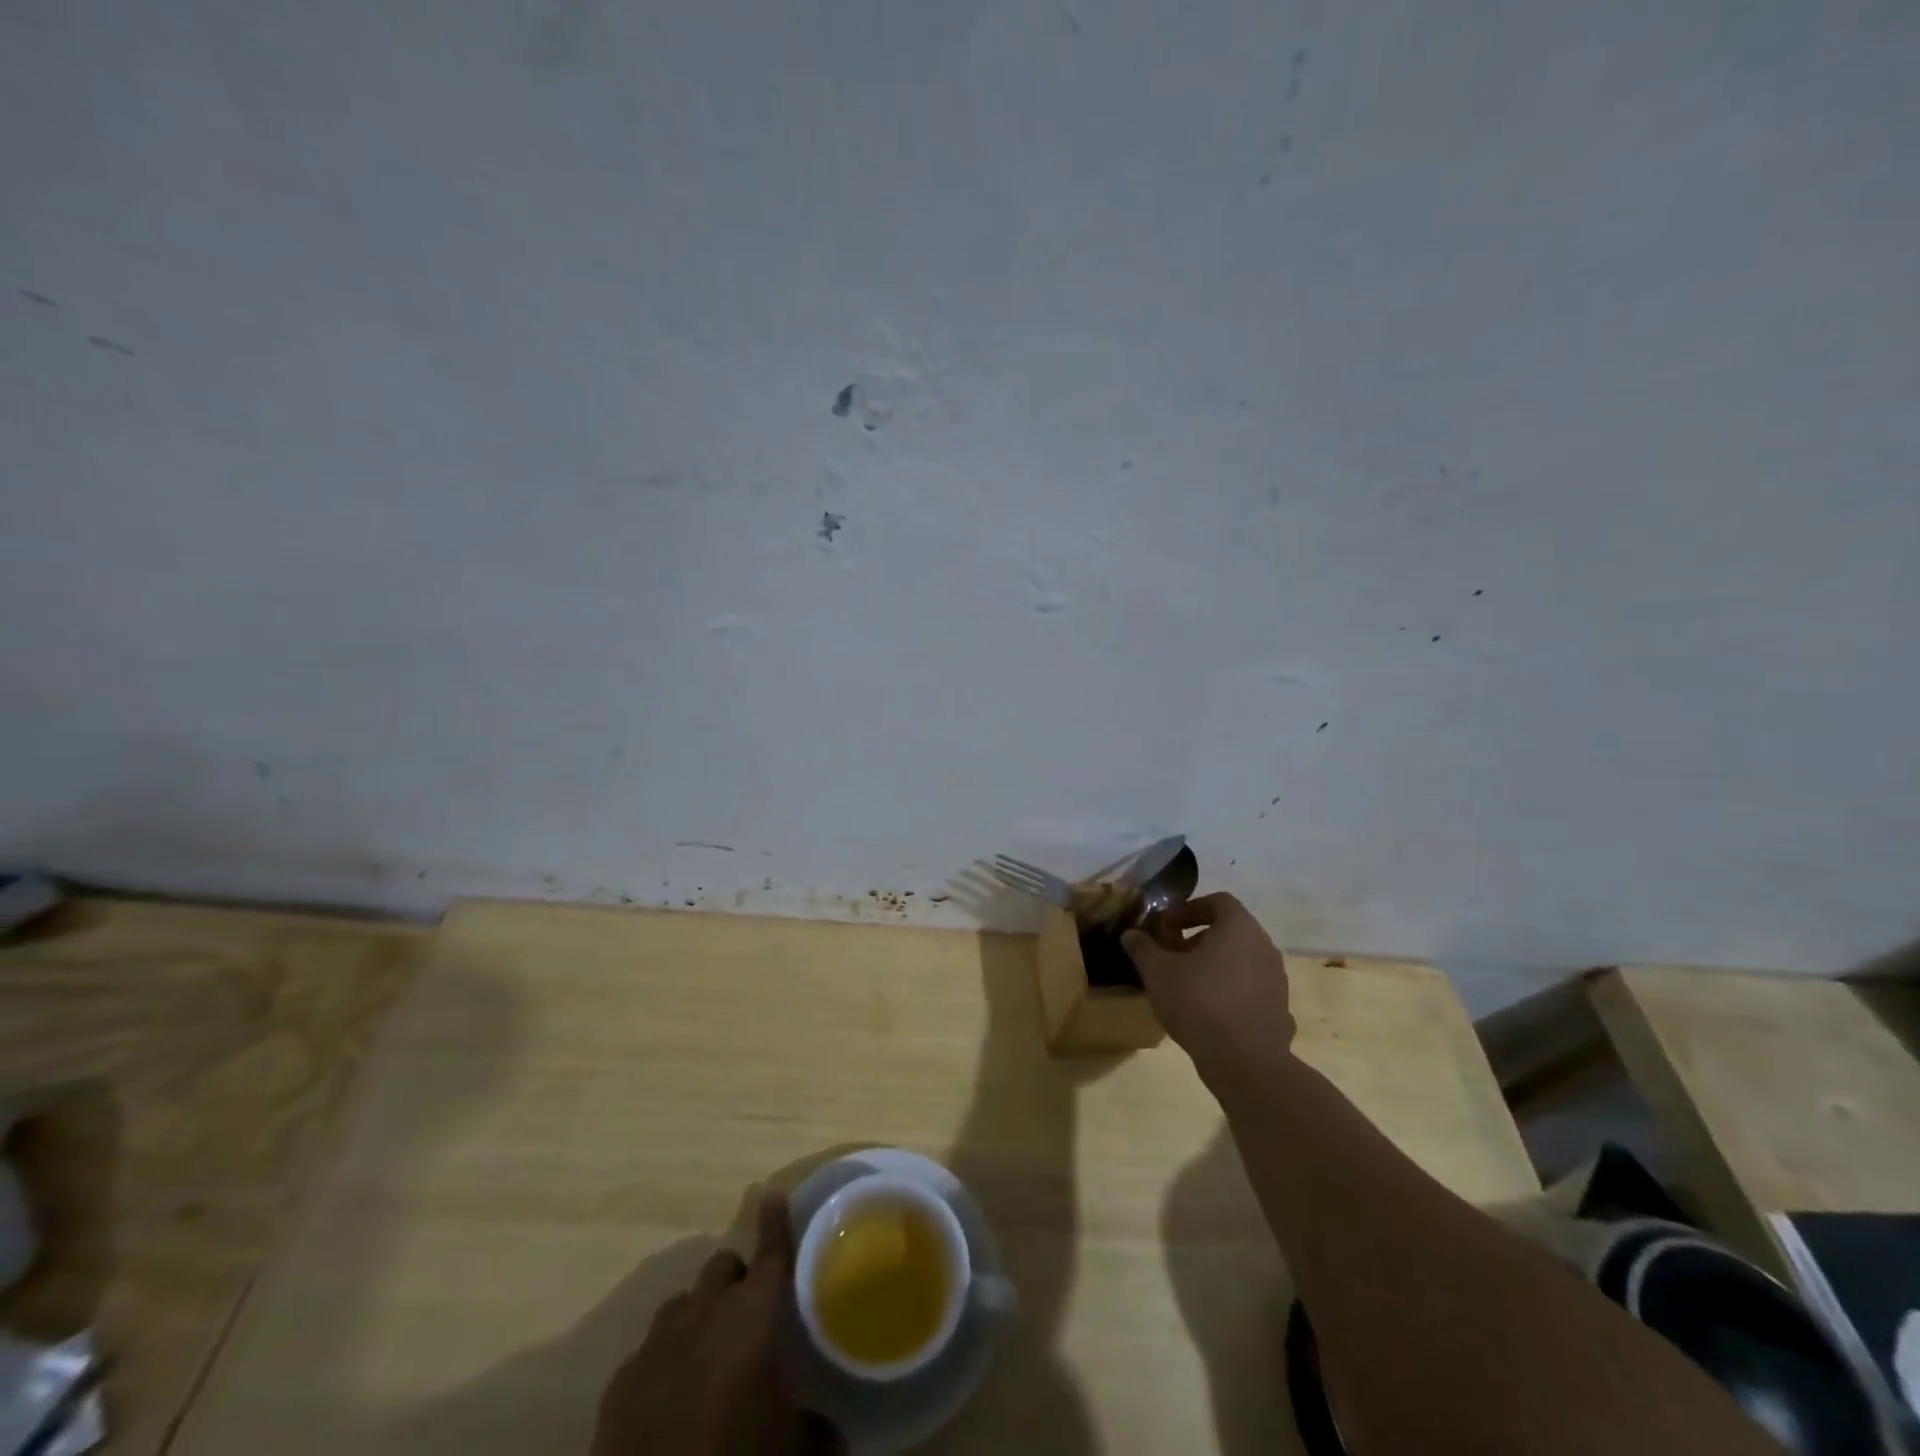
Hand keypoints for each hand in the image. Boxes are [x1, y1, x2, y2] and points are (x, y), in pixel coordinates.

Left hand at [593, 1191, 839, 1455]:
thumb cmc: (736, 1453)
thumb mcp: (792, 1446)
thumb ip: (816, 1427)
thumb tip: (833, 1434)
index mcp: (753, 1312)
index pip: (770, 1251)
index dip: (775, 1221)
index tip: (773, 1193)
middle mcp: (705, 1310)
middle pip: (722, 1266)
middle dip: (736, 1278)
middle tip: (749, 1311)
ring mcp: (657, 1340)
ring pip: (683, 1303)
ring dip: (699, 1315)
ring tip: (710, 1351)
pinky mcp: (621, 1379)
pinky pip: (648, 1351)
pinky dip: (664, 1360)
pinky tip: (670, 1392)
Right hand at [1122, 893, 1294, 1071]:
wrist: (1245, 1062)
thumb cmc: (1199, 1002)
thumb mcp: (1158, 972)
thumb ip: (1143, 948)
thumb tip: (1131, 934)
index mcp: (1239, 928)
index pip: (1218, 901)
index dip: (1189, 909)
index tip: (1167, 925)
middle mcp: (1264, 947)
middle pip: (1231, 931)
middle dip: (1199, 938)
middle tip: (1173, 954)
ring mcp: (1277, 980)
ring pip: (1242, 960)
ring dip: (1216, 965)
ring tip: (1188, 984)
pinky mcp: (1280, 1010)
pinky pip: (1252, 990)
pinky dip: (1231, 991)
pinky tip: (1210, 1012)